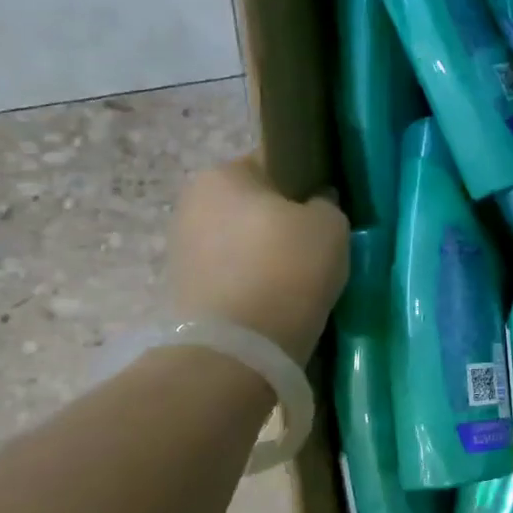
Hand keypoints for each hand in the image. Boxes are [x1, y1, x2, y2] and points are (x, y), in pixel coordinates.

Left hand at [169, 159, 349, 363]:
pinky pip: (231, 273)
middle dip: (281, 222)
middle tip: (315, 247)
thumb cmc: (288, 268)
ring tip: (297, 280)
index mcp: (222, 174)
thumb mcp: (330, 224)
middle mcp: (192, 203)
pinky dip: (252, 282)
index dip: (304, 186)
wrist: (242, 348)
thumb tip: (315, 204)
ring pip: (241, 241)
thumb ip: (325, 203)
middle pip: (253, 204)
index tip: (325, 211)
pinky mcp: (184, 289)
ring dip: (265, 254)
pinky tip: (276, 300)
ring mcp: (182, 248)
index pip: (273, 164)